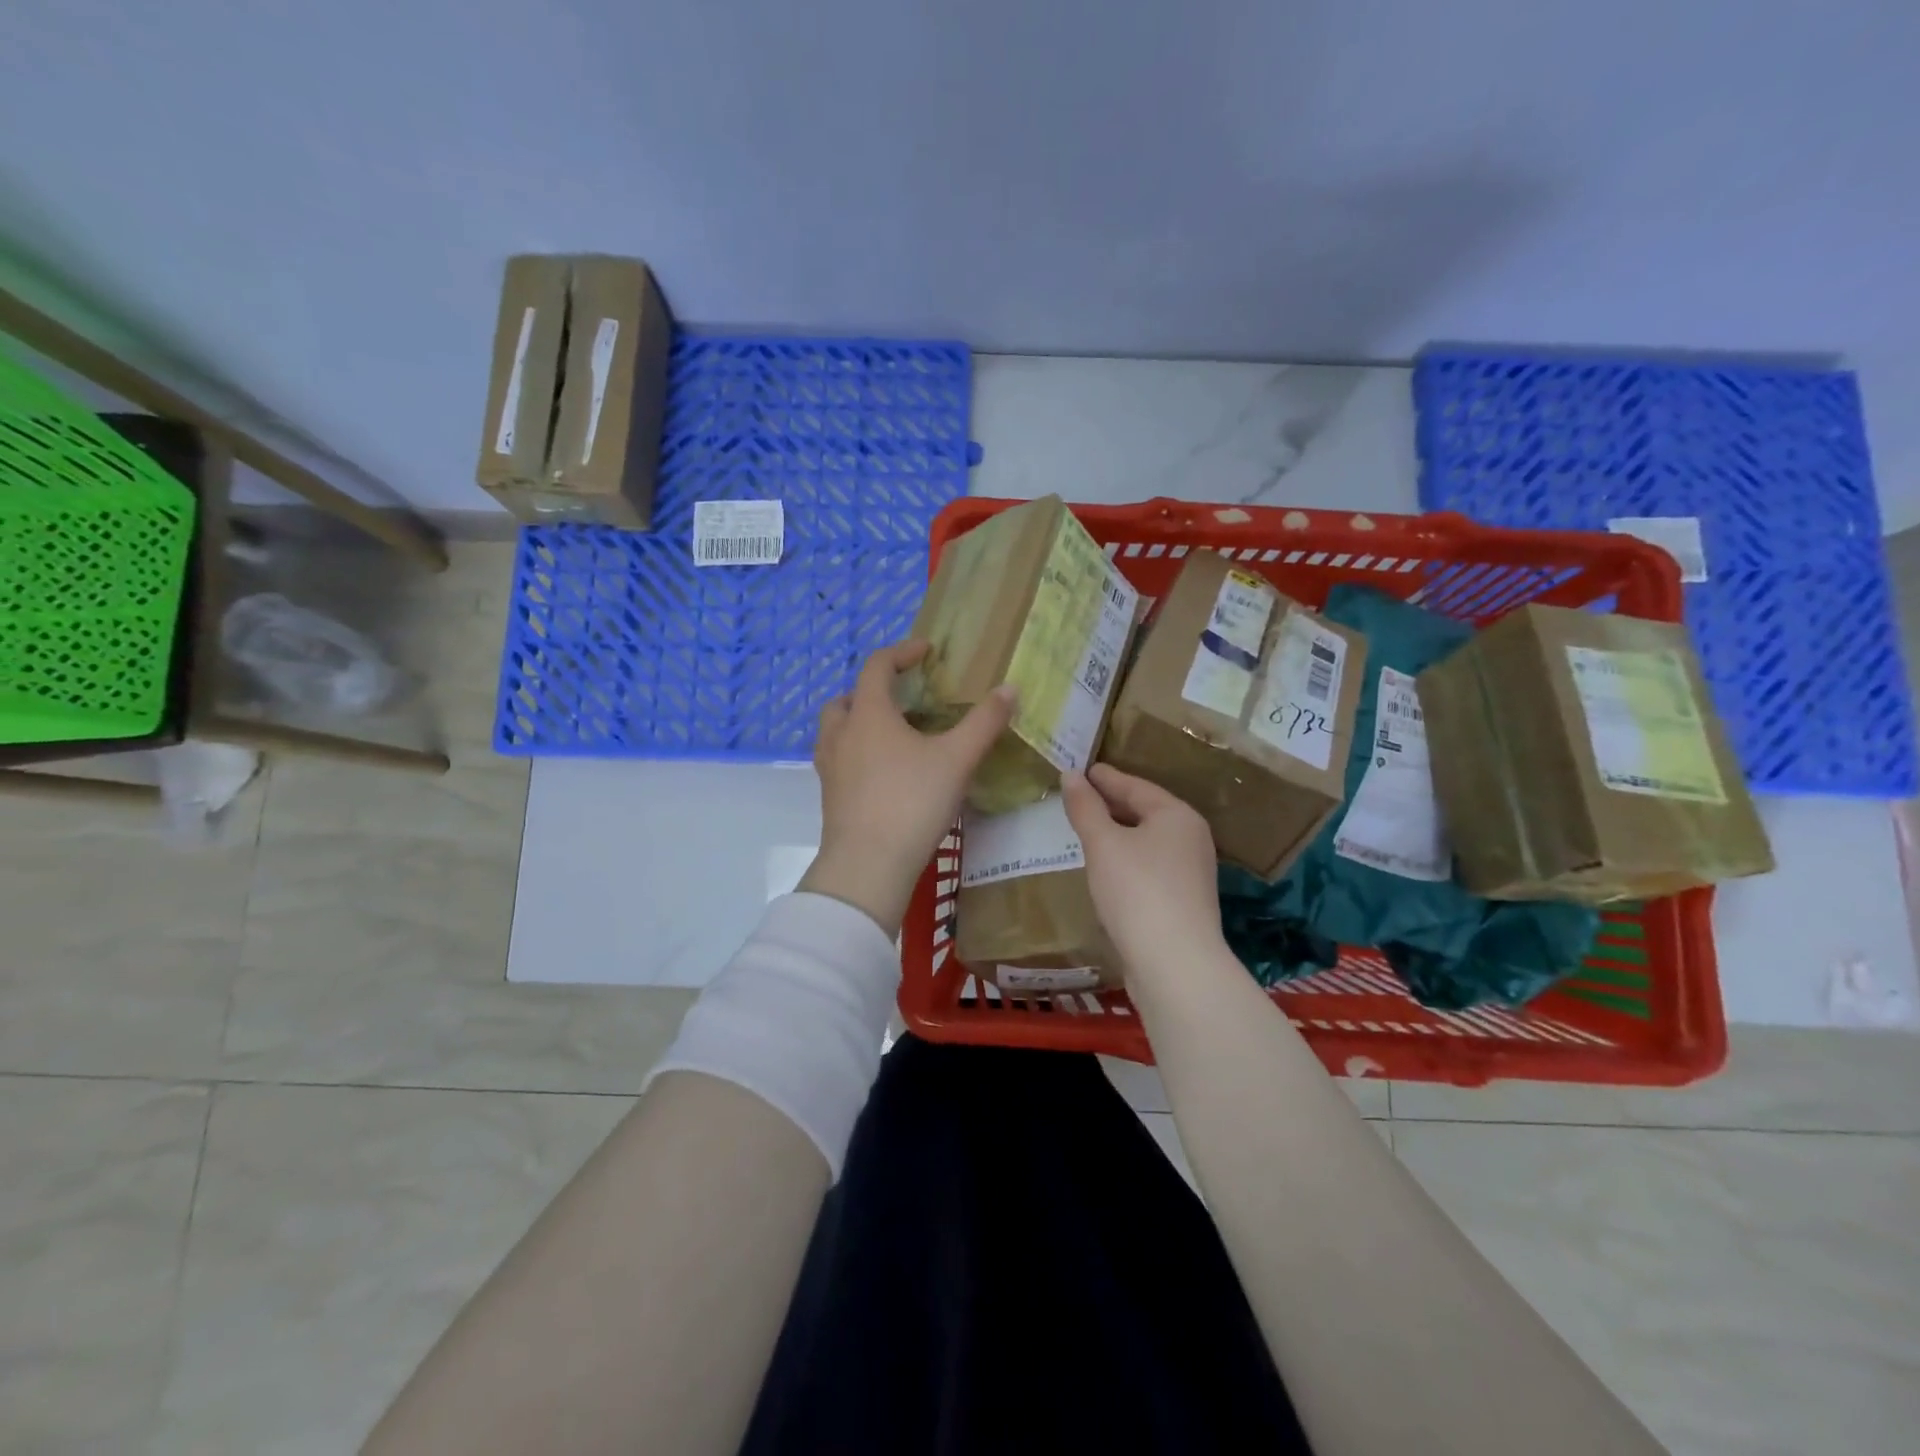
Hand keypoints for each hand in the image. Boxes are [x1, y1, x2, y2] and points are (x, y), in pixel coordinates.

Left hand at [799, 641, 1015, 936]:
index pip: (878, 666)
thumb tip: (1009, 688)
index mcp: (869, 714)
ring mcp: (830, 766)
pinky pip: (838, 758)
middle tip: (905, 699)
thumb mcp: (957, 759)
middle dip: (874, 689)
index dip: (902, 652)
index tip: (926, 651)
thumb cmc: (912, 802)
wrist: (868, 864)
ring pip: (837, 729)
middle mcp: (842, 733)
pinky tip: (883, 772)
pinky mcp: (830, 795)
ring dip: (860, 720)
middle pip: (849, 697)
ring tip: (892, 734)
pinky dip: (857, 751)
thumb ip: (984, 722)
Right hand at [1062, 764, 1224, 982]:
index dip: (1105, 778)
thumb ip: (1085, 808)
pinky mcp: (1182, 901)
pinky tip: (1106, 867)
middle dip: (1111, 804)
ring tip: (1087, 829)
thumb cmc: (1137, 891)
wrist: (1175, 965)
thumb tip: (1071, 774)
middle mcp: (1191, 838)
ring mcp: (1190, 872)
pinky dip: (1126, 859)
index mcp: (1177, 815)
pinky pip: (1149, 866)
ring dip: (1118, 833)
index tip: (1080, 769)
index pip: (1135, 786)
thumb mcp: (1103, 844)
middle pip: (1145, 811)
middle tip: (1078, 796)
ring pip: (1147, 841)